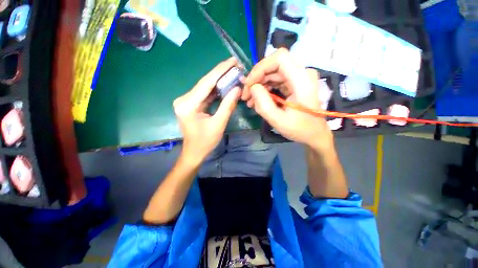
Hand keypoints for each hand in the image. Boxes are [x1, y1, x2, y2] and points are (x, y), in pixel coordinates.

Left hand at [173, 58, 239, 163]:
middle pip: (205, 83)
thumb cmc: (205, 142)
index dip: (220, 70)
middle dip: (221, 74)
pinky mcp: (191, 104)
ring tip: (233, 73)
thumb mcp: (219, 124)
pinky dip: (216, 91)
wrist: (194, 152)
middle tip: (236, 65)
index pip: (206, 83)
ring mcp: (187, 101)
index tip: (233, 60)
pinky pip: (205, 94)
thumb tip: (237, 89)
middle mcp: (184, 99)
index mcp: (188, 104)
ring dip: (219, 81)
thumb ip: (227, 105)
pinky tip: (225, 85)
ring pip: (206, 88)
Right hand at [242, 48, 332, 150]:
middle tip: (245, 95)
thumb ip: (263, 104)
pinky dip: (265, 88)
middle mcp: (302, 73)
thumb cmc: (299, 129)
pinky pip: (276, 80)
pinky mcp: (294, 83)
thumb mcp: (278, 120)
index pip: (279, 58)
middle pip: (274, 65)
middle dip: (256, 78)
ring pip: (273, 72)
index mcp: (302, 80)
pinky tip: (257, 99)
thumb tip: (253, 87)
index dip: (260, 68)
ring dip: (259, 84)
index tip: (249, 85)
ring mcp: (299, 77)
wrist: (314, 134)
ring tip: (249, 100)